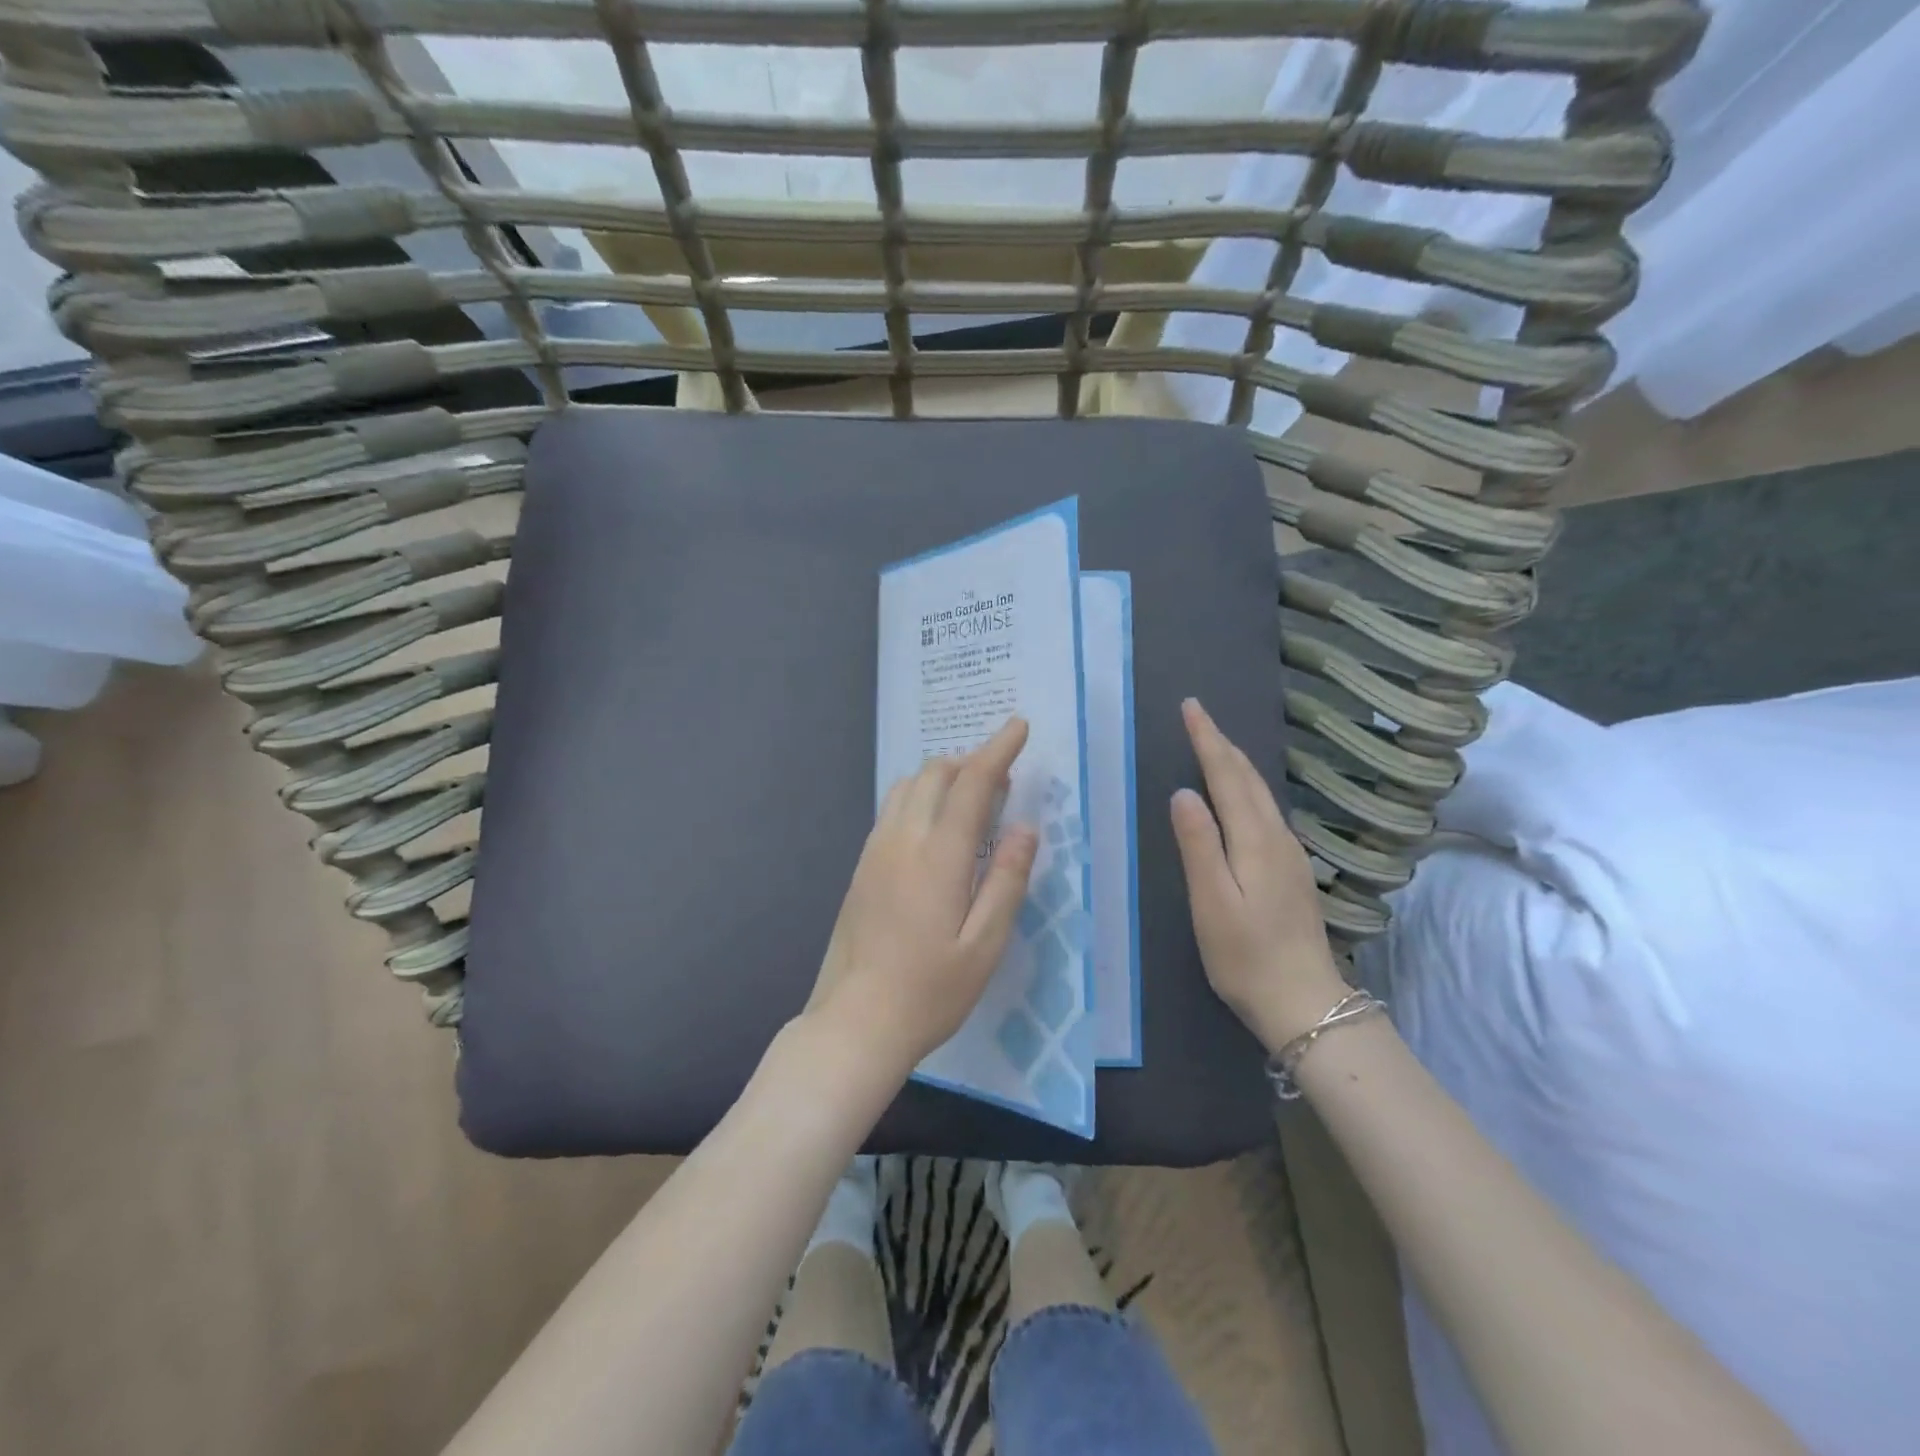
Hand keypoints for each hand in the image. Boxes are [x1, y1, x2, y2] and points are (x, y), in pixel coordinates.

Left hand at [806, 716, 1039, 1078]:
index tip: (1018, 726)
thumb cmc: (930, 991)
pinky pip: (892, 809)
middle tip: (1001, 774)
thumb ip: (1007, 881)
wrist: (854, 1022)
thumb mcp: (985, 946)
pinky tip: (934, 824)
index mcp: (938, 857)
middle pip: (934, 774)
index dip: (998, 750)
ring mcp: (875, 851)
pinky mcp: (861, 867)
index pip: (971, 784)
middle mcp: (902, 840)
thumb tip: (1025, 828)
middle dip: (970, 760)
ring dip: (941, 776)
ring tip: (970, 795)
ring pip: (907, 787)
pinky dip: (919, 796)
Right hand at [1170, 698, 1347, 1050]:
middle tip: (1198, 715)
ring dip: (1235, 763)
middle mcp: (1276, 837)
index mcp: (1254, 840)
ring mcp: (1289, 854)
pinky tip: (1239, 795)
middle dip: (1222, 743)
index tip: (1191, 706)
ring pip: (1260, 793)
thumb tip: (1183, 793)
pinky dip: (1246, 788)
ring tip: (1213, 745)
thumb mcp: (1211, 901)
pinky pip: (1265, 811)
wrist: (1304, 1002)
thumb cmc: (1246, 955)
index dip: (1208, 739)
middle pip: (1249, 778)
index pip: (1228, 776)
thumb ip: (1198, 845)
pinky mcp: (1291, 871)